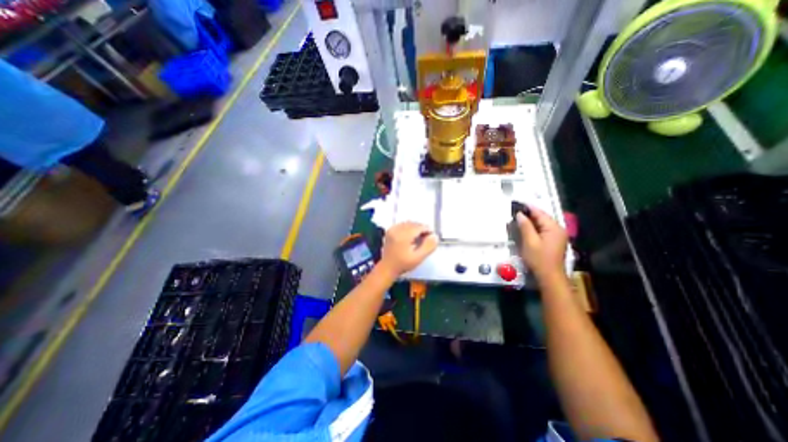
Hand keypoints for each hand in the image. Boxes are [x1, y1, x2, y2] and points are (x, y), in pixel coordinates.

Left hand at [380, 222, 440, 277]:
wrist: (387, 267)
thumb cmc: (403, 264)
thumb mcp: (418, 258)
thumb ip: (428, 246)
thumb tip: (434, 236)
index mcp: (403, 236)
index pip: (419, 227)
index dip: (427, 230)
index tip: (431, 237)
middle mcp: (397, 230)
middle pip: (413, 224)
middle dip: (421, 229)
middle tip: (426, 238)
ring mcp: (392, 229)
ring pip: (408, 223)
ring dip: (415, 228)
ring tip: (419, 238)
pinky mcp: (390, 231)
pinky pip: (402, 225)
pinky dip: (408, 228)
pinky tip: (410, 236)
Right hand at [519, 207, 566, 278]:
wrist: (550, 276)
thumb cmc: (539, 259)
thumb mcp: (529, 242)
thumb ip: (525, 226)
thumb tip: (520, 214)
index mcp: (554, 228)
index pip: (540, 213)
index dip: (528, 208)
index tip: (517, 203)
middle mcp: (558, 229)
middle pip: (542, 217)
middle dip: (529, 213)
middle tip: (515, 211)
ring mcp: (558, 236)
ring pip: (543, 223)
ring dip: (531, 220)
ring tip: (518, 218)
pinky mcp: (555, 241)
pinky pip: (544, 229)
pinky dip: (535, 227)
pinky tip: (526, 228)